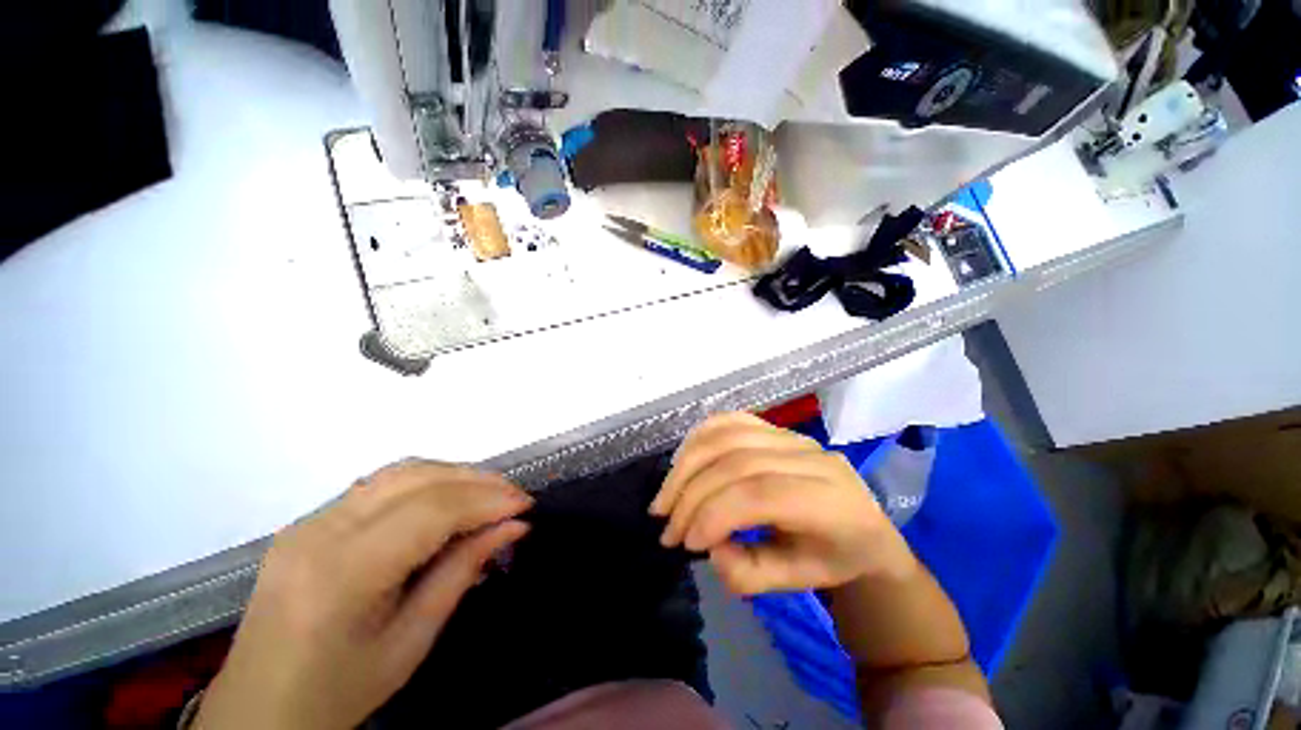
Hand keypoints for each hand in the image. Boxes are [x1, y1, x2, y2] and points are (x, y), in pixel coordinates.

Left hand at [194, 461, 532, 729]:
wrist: (258, 711)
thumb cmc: (338, 693)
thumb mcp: (411, 642)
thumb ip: (463, 573)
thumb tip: (513, 527)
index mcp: (340, 576)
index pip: (430, 512)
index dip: (486, 501)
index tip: (525, 507)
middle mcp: (318, 534)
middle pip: (415, 479)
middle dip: (477, 481)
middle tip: (514, 498)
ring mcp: (307, 523)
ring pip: (399, 472)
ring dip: (454, 475)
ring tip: (490, 494)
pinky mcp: (308, 522)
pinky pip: (380, 485)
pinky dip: (427, 483)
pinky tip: (449, 499)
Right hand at [650, 413, 915, 594]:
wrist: (861, 526)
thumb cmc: (832, 558)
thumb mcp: (796, 582)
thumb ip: (748, 573)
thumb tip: (709, 545)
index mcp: (828, 500)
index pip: (759, 494)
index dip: (714, 514)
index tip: (687, 543)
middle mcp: (809, 457)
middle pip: (736, 461)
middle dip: (691, 495)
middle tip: (666, 526)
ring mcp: (790, 435)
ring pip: (727, 435)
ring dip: (686, 465)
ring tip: (665, 498)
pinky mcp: (774, 426)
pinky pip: (729, 420)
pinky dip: (699, 437)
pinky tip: (682, 462)